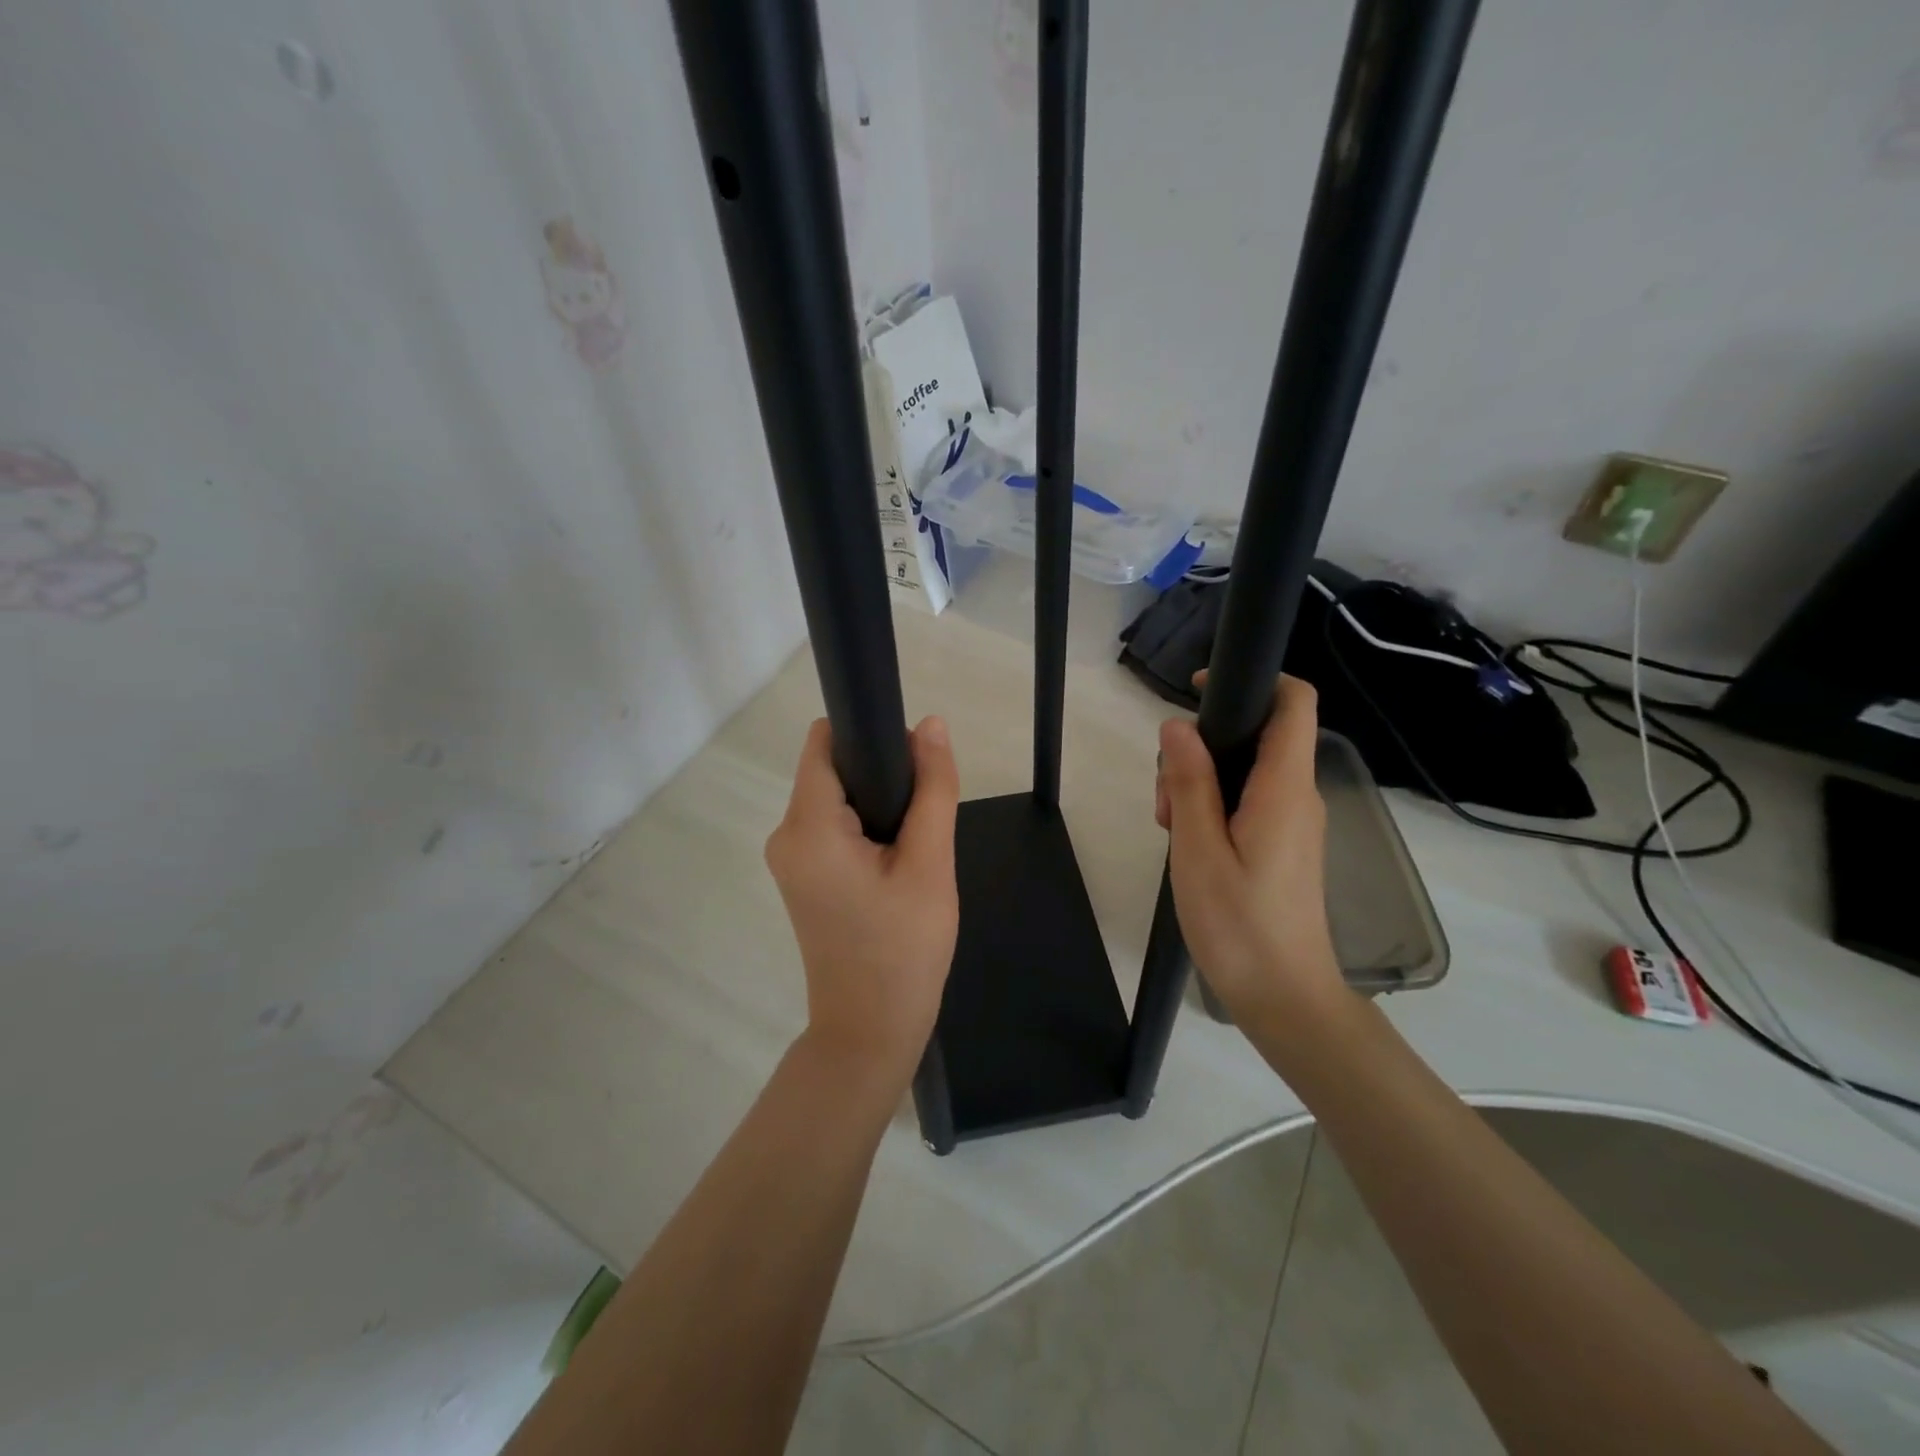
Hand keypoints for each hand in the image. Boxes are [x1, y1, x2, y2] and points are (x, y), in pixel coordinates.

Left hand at [765, 716, 960, 1088]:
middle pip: (832, 769)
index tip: (911, 760)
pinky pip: (833, 828)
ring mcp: (789, 859)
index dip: (868, 735)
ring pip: (837, 799)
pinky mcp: (802, 878)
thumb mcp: (930, 864)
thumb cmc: (903, 949)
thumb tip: (931, 724)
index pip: (824, 742)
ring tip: (914, 847)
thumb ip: (933, 789)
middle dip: (880, 776)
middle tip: (923, 817)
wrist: (871, 1032)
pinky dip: (866, 829)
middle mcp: (785, 835)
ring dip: (878, 806)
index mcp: (808, 827)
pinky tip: (897, 862)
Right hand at [1155, 675, 1345, 1025]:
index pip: (1294, 703)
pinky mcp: (1284, 845)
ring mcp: (1293, 822)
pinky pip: (1248, 802)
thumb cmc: (1239, 926)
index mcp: (1284, 788)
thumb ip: (1190, 783)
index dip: (1254, 680)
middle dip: (1202, 748)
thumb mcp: (1198, 850)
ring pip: (1244, 772)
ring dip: (1200, 784)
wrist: (1286, 999)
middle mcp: (1297, 796)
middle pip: (1255, 736)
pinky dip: (1213, 809)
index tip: (1198, 692)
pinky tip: (1189, 846)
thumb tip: (1178, 726)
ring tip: (1172, 829)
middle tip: (1167, 798)